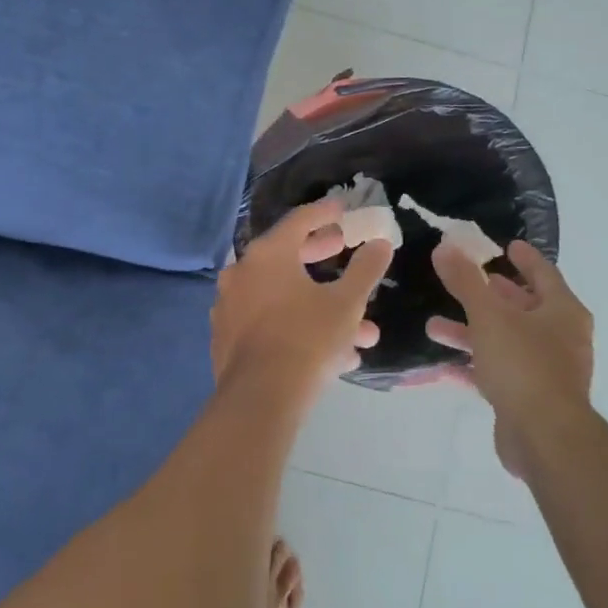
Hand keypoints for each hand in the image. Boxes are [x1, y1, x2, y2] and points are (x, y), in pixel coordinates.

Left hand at [212, 200, 392, 401]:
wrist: (260, 398)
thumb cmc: (307, 339)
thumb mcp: (347, 303)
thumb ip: (365, 269)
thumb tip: (381, 244)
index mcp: (267, 254)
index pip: (299, 221)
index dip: (324, 213)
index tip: (341, 208)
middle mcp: (241, 272)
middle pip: (286, 255)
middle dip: (321, 256)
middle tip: (343, 250)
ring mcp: (229, 306)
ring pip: (282, 296)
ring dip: (318, 305)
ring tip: (360, 330)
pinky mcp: (226, 337)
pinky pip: (268, 321)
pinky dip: (296, 326)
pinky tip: (331, 354)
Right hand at [426, 241, 593, 479]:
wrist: (544, 437)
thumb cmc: (523, 365)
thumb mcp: (489, 316)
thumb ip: (466, 281)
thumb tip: (445, 247)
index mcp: (562, 312)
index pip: (544, 273)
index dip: (524, 258)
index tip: (507, 245)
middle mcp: (561, 338)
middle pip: (523, 308)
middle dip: (490, 296)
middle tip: (466, 282)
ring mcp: (546, 370)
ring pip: (505, 341)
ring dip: (471, 332)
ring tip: (434, 326)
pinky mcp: (529, 398)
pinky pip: (498, 372)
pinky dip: (474, 365)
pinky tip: (444, 364)